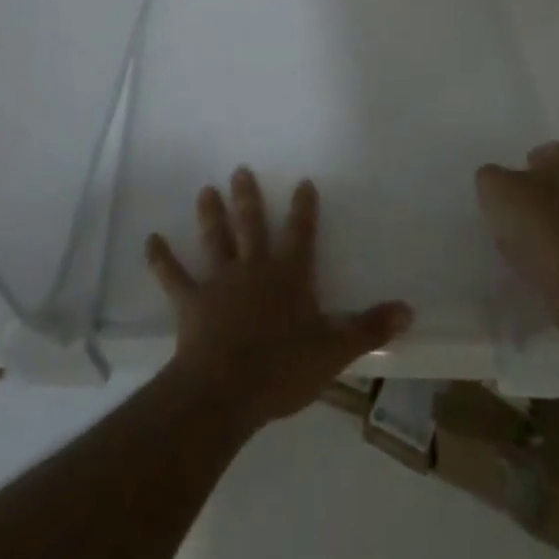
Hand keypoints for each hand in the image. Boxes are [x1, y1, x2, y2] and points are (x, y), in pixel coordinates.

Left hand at [145, 168, 411, 432]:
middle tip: (239, 169)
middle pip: (251, 225)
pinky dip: (161, 258)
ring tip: (205, 190)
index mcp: (289, 275)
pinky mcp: (191, 302)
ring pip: (215, 240)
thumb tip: (408, 310)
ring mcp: (220, 282)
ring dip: (210, 215)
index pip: (301, 233)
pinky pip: (173, 276)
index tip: (302, 182)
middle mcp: (254, 268)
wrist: (226, 389)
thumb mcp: (335, 350)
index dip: (303, 208)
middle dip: (248, 198)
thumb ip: (370, 328)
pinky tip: (150, 240)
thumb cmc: (283, 368)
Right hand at [475, 141, 558, 311]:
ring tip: (533, 239)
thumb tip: (495, 178)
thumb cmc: (537, 222)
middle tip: (522, 208)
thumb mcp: (495, 190)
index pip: (551, 150)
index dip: (532, 163)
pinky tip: (549, 261)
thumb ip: (492, 177)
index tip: (514, 181)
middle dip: (549, 191)